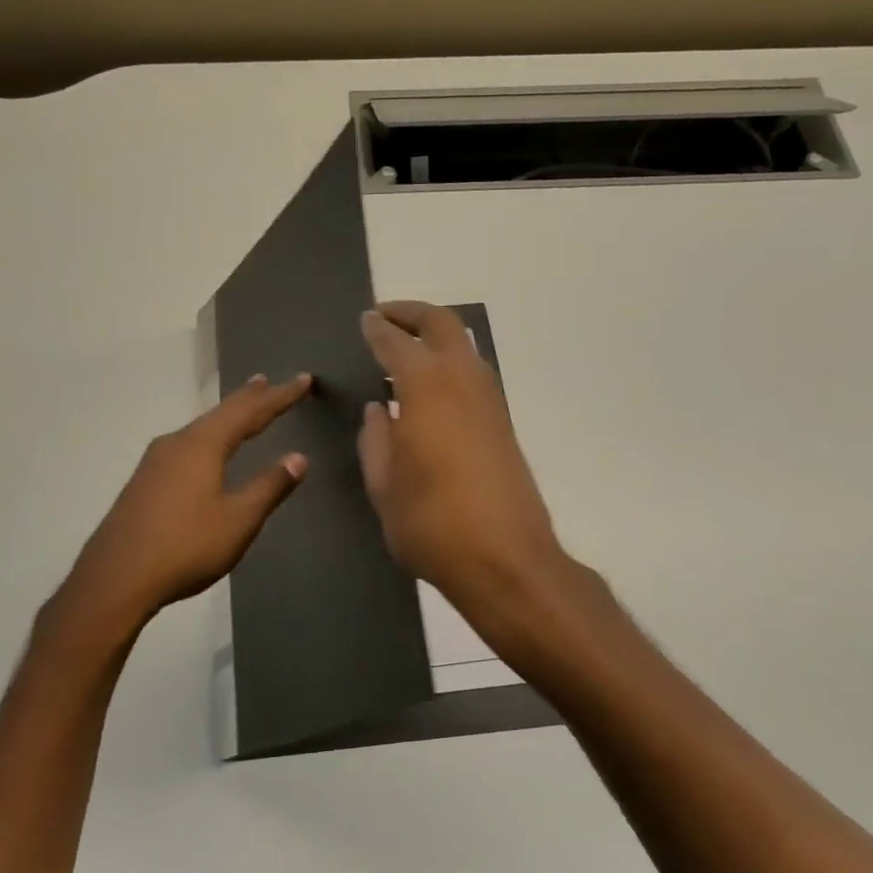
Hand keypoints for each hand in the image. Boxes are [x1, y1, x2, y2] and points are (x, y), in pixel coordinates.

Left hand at [53, 373, 312, 638]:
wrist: (116, 579)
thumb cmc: (185, 547)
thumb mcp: (238, 520)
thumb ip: (269, 486)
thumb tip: (299, 457)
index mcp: (203, 445)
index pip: (250, 412)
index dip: (280, 397)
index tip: (303, 380)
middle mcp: (177, 443)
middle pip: (220, 413)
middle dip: (248, 398)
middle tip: (267, 381)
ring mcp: (155, 462)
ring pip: (200, 429)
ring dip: (225, 417)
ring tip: (241, 408)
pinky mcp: (144, 482)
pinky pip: (185, 446)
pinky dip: (207, 437)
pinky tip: (204, 450)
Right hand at [358, 302, 564, 610]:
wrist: (506, 560)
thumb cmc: (432, 524)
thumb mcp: (384, 487)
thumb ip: (375, 441)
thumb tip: (379, 411)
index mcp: (426, 388)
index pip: (397, 342)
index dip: (378, 328)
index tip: (365, 320)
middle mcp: (463, 380)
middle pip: (442, 324)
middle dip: (412, 313)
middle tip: (384, 317)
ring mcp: (490, 400)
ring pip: (464, 345)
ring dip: (434, 337)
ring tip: (402, 352)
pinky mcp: (503, 422)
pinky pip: (473, 372)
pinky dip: (449, 363)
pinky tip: (428, 390)